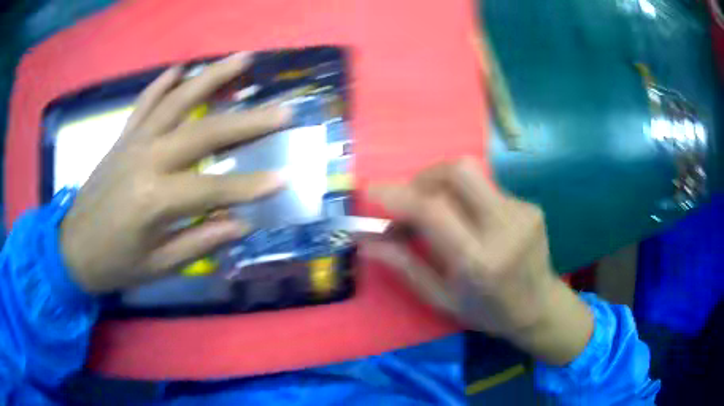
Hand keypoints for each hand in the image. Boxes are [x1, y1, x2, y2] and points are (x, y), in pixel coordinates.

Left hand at [61, 53, 289, 293]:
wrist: (72, 248)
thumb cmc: (114, 264)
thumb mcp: (157, 267)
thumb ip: (199, 242)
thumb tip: (240, 224)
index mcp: (153, 200)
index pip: (212, 189)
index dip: (249, 186)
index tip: (285, 178)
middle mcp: (145, 160)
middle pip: (203, 132)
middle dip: (247, 122)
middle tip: (283, 111)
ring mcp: (133, 142)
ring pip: (177, 101)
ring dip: (211, 77)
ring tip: (243, 59)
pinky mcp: (122, 138)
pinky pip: (145, 103)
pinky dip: (163, 83)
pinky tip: (182, 69)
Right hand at [368, 158, 592, 364]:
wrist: (539, 307)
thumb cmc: (487, 312)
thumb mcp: (441, 299)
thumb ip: (404, 266)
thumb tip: (366, 241)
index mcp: (478, 262)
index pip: (433, 211)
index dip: (398, 195)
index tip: (372, 190)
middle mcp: (503, 229)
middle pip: (458, 171)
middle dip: (424, 176)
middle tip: (412, 199)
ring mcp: (522, 212)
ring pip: (473, 174)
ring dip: (444, 185)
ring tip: (438, 212)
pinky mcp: (530, 205)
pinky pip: (487, 187)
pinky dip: (467, 197)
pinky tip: (470, 220)